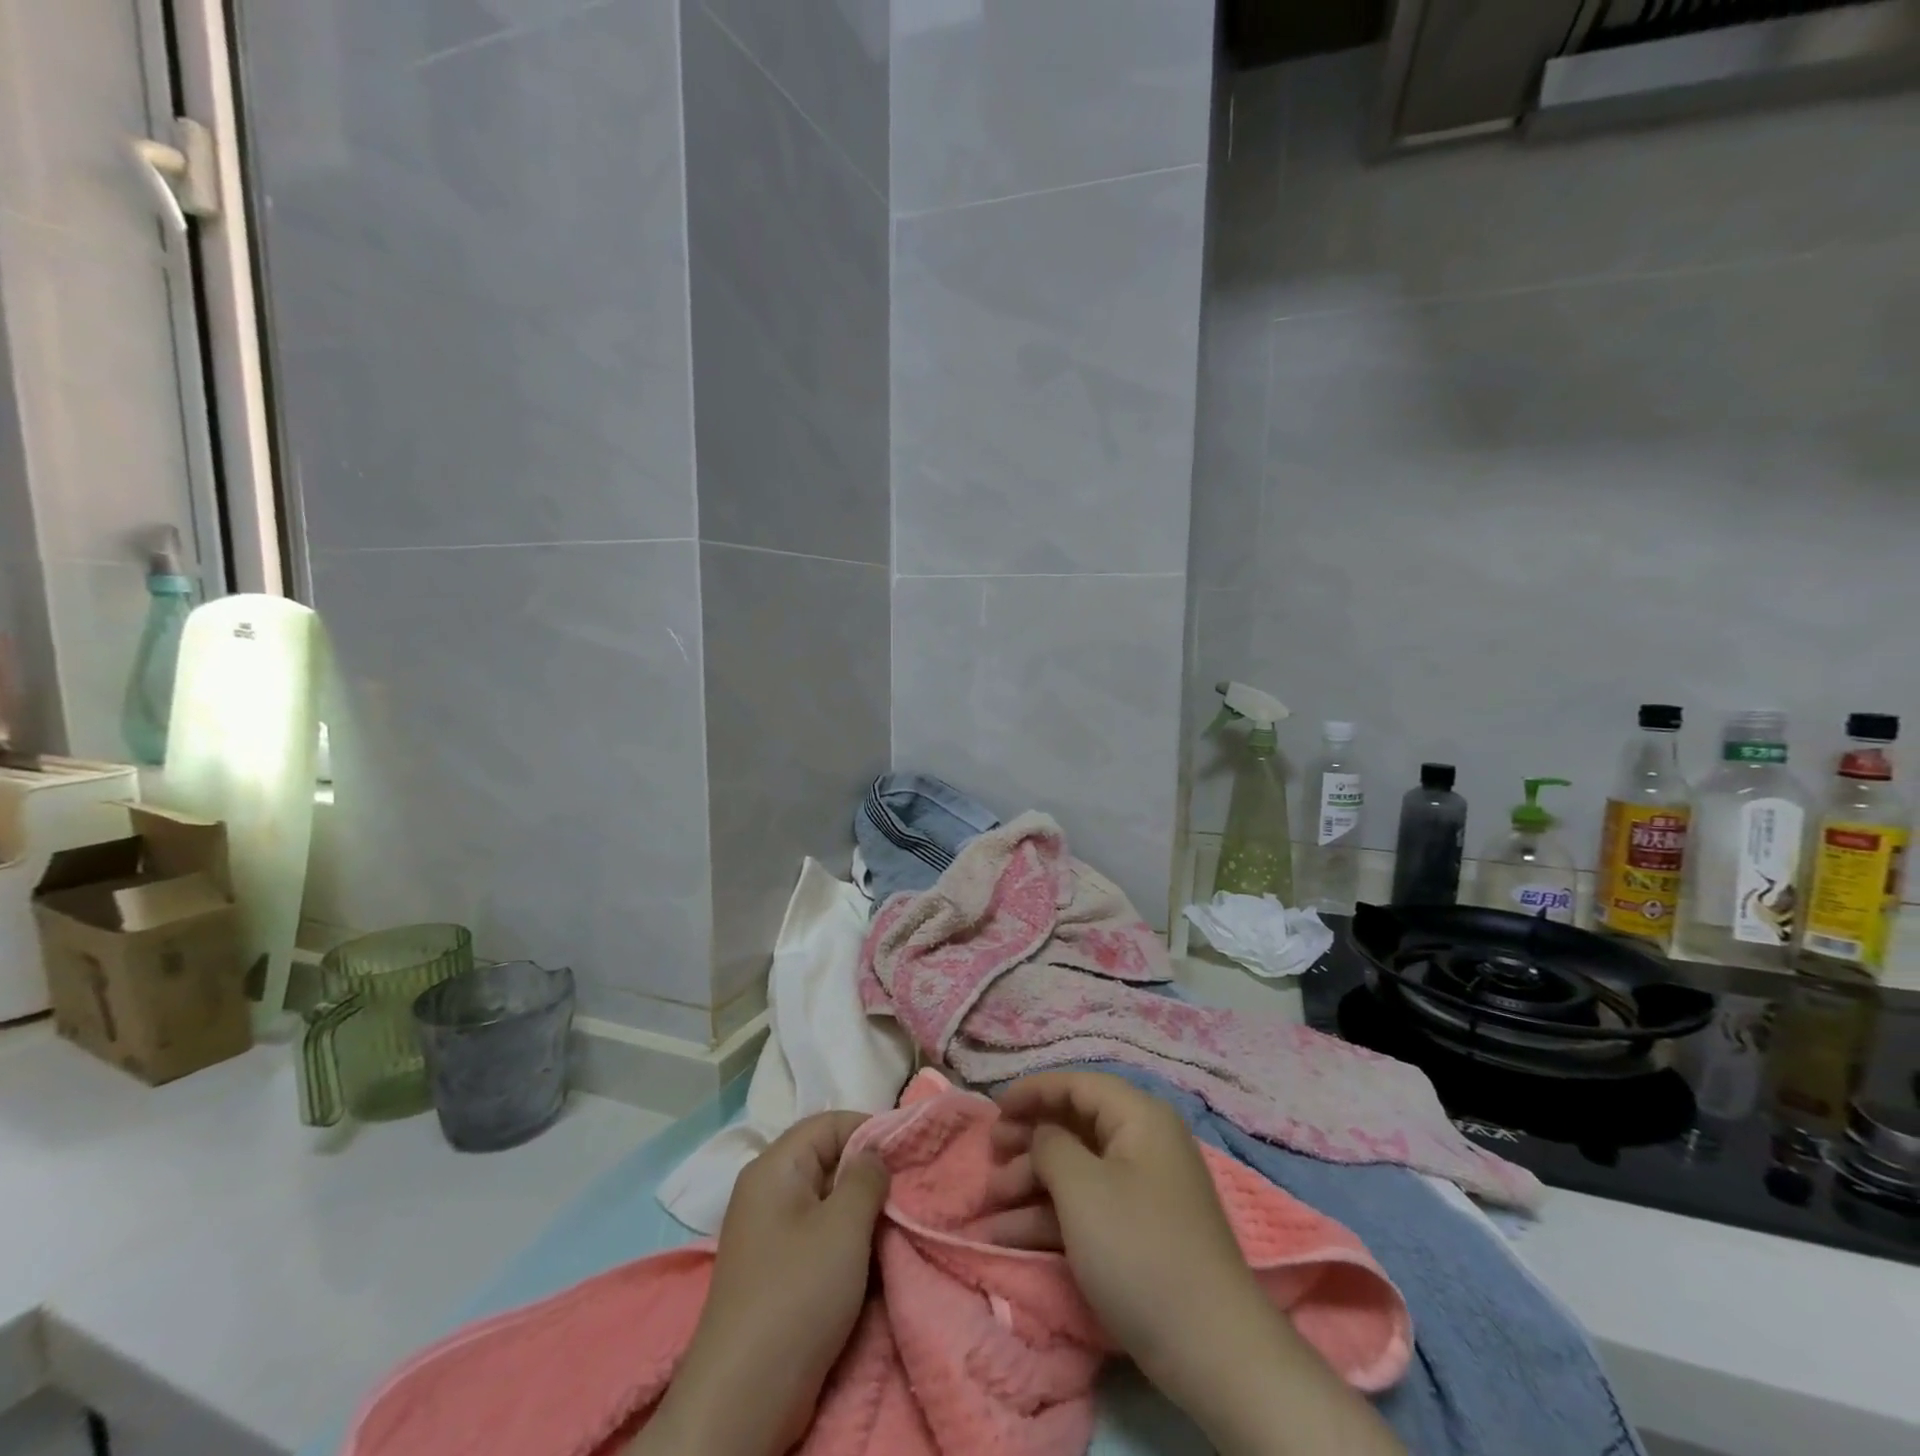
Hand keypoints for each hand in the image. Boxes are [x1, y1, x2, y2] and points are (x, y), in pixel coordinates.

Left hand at [636, 1113, 889, 1455]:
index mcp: (775, 1167)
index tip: (909, 1152)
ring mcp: (770, 1234)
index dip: (871, 1129)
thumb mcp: (844, 1226)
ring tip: (897, 1224)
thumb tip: (875, 1156)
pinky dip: (847, 1241)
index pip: (830, 1123)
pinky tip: (874, 1258)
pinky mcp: (777, 1272)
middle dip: (870, 1173)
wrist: (743, 1399)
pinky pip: (819, 1236)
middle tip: (909, 1191)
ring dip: (862, 1212)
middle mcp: (767, 1191)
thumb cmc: (797, 1294)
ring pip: (827, 1201)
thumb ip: (867, 1177)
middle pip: (828, 1160)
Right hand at [986, 1071, 1259, 1388]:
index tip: (994, 1108)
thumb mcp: (1082, 1188)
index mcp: (1139, 1117)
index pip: (1078, 1084)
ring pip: (1075, 1170)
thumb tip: (1043, 1134)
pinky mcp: (1136, 1232)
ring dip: (1030, 1183)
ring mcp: (1141, 1190)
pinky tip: (1006, 1236)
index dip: (1033, 1091)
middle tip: (991, 1154)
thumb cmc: (1139, 1249)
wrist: (1210, 1350)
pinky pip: (1085, 1207)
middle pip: (1074, 1125)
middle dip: (1027, 1140)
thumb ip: (1050, 1144)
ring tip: (990, 1204)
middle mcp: (1143, 1143)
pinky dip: (1048, 1216)